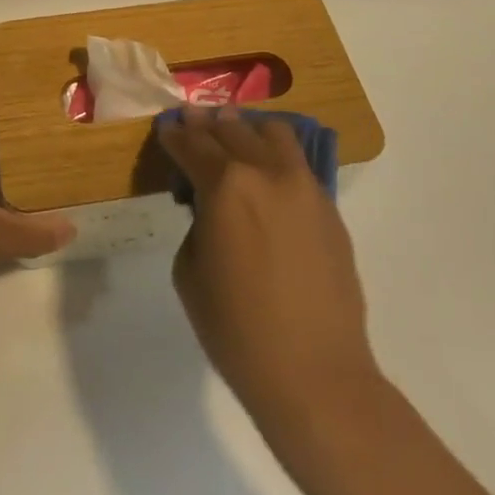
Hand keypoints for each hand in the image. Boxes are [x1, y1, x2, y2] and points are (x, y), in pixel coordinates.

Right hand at [159, 107, 381, 442]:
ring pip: (273, 133)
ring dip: (246, 129)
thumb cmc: (236, 329)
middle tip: (191, 121)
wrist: (314, 373)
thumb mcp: (189, 271)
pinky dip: (274, 153)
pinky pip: (297, 162)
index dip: (174, 135)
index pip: (192, 145)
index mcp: (226, 185)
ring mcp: (304, 186)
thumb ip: (197, 222)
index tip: (165, 128)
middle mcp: (267, 171)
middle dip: (205, 124)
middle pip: (231, 130)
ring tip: (232, 135)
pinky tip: (264, 169)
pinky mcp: (328, 207)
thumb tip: (211, 206)